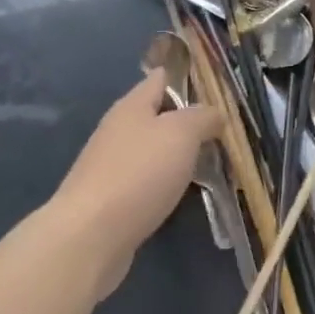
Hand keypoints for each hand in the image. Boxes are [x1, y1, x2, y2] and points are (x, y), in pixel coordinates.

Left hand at [49, 69, 222, 296]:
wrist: (89, 237)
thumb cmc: (139, 173)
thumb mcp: (181, 133)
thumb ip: (202, 116)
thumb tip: (215, 113)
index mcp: (132, 105)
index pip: (161, 77)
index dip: (188, 76)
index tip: (218, 85)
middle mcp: (119, 130)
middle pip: (158, 115)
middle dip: (189, 119)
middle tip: (225, 127)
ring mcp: (112, 166)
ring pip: (154, 149)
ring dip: (179, 153)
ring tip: (213, 160)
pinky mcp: (111, 199)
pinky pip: (147, 180)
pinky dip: (167, 182)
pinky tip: (185, 192)